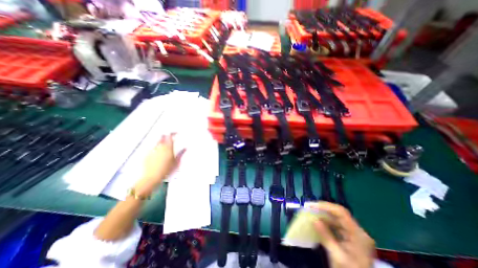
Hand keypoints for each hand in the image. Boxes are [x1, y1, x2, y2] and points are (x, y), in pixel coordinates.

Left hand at [137, 134, 186, 196]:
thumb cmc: (167, 169)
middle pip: (162, 138)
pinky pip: (152, 149)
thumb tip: (185, 148)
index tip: (176, 133)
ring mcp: (152, 150)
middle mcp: (159, 147)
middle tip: (170, 139)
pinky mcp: (147, 155)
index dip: (173, 133)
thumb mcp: (176, 162)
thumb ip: (180, 154)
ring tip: (165, 148)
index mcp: (167, 147)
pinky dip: (156, 149)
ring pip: (157, 143)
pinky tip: (158, 155)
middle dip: (166, 137)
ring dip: (161, 143)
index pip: (169, 136)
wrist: (152, 177)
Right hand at [313, 202, 375, 267]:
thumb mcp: (337, 257)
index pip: (341, 213)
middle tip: (309, 207)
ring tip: (311, 213)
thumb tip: (314, 220)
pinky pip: (337, 225)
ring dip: (324, 215)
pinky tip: (318, 222)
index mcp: (358, 235)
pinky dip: (326, 223)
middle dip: (323, 209)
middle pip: (339, 214)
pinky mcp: (350, 239)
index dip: (326, 206)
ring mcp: (355, 235)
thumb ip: (326, 237)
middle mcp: (358, 232)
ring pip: (337, 219)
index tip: (312, 205)